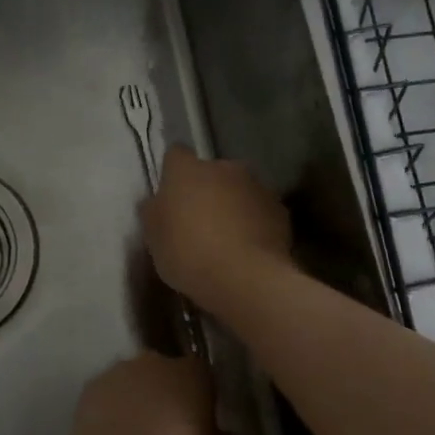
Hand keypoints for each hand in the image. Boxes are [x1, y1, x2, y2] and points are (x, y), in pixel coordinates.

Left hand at [66, 352, 213, 434]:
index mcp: (193, 372)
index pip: (202, 375)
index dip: (200, 397)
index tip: (199, 421)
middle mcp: (158, 360)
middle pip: (165, 373)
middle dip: (167, 394)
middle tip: (168, 428)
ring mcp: (122, 368)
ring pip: (134, 380)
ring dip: (137, 398)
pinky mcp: (93, 383)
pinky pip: (108, 393)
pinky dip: (111, 407)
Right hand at [140, 146, 292, 312]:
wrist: (244, 278)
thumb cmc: (187, 254)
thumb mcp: (153, 238)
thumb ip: (154, 212)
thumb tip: (156, 202)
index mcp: (187, 170)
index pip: (175, 155)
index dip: (172, 173)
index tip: (171, 195)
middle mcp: (223, 168)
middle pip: (211, 172)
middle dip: (206, 190)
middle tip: (197, 222)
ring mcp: (256, 186)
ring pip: (238, 190)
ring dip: (232, 206)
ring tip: (226, 239)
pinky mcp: (280, 210)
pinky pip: (260, 211)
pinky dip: (254, 223)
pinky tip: (248, 249)